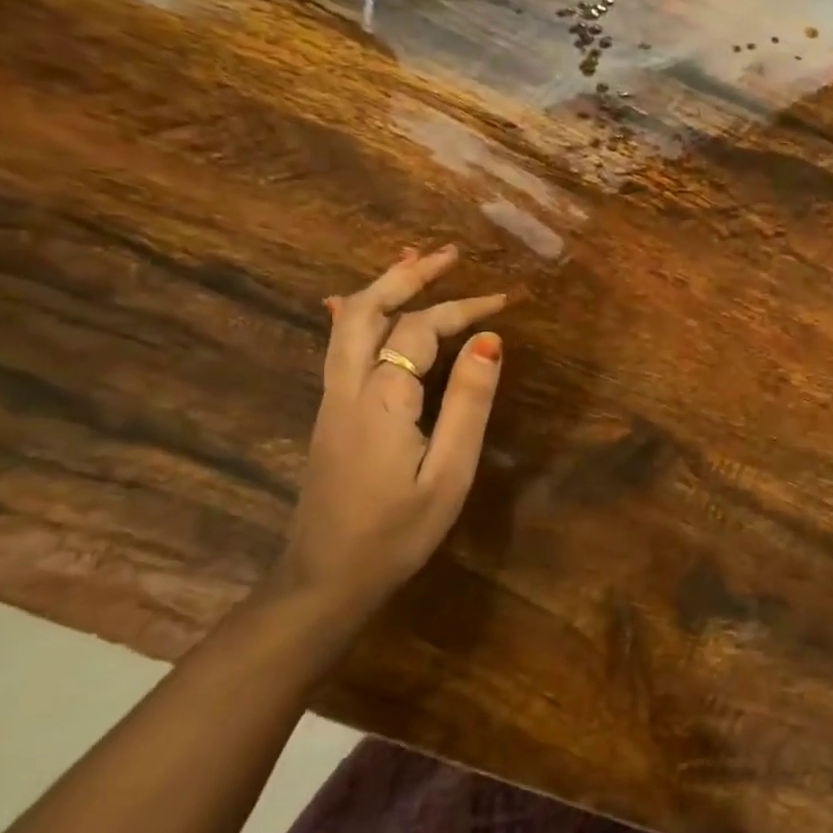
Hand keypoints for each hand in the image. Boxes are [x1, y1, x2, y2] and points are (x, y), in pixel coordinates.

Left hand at [274, 246, 506, 614]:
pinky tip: (362, 306)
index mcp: (382, 399)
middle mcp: (348, 387)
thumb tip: (490, 341)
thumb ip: (468, 404)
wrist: (326, 579)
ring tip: (416, 262)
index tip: (506, 300)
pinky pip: (340, 346)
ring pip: (348, 324)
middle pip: (368, 309)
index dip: (463, 308)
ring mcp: (332, 399)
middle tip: (449, 253)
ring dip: (384, 287)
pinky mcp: (331, 414)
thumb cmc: (397, 532)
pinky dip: (360, 313)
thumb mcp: (449, 473)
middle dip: (408, 275)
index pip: (420, 331)